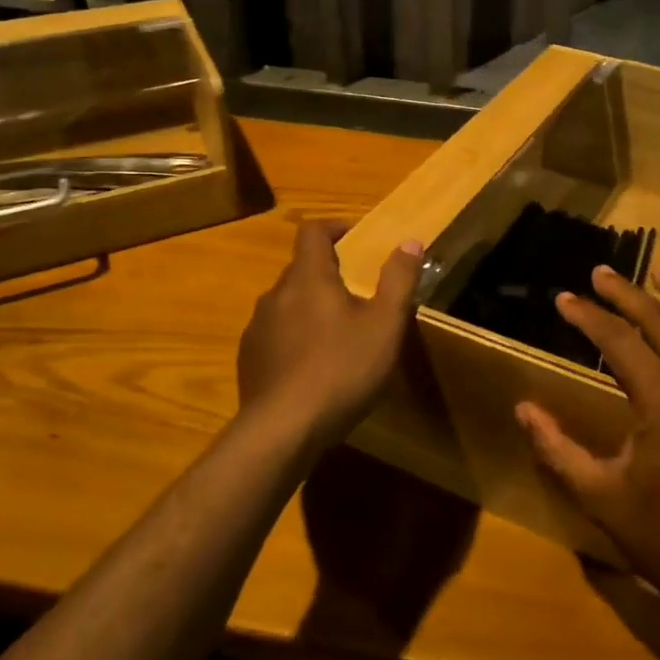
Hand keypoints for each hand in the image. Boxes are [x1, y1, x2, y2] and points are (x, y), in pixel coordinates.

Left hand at [237, 219, 422, 448]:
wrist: (282, 431)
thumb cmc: (341, 369)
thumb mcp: (385, 325)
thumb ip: (398, 280)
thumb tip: (410, 241)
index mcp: (308, 278)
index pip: (313, 232)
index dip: (334, 227)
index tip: (355, 237)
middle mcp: (276, 294)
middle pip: (301, 269)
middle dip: (328, 274)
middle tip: (358, 295)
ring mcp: (257, 328)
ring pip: (287, 304)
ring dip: (310, 307)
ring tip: (337, 334)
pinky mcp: (249, 360)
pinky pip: (275, 334)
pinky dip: (295, 337)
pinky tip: (312, 367)